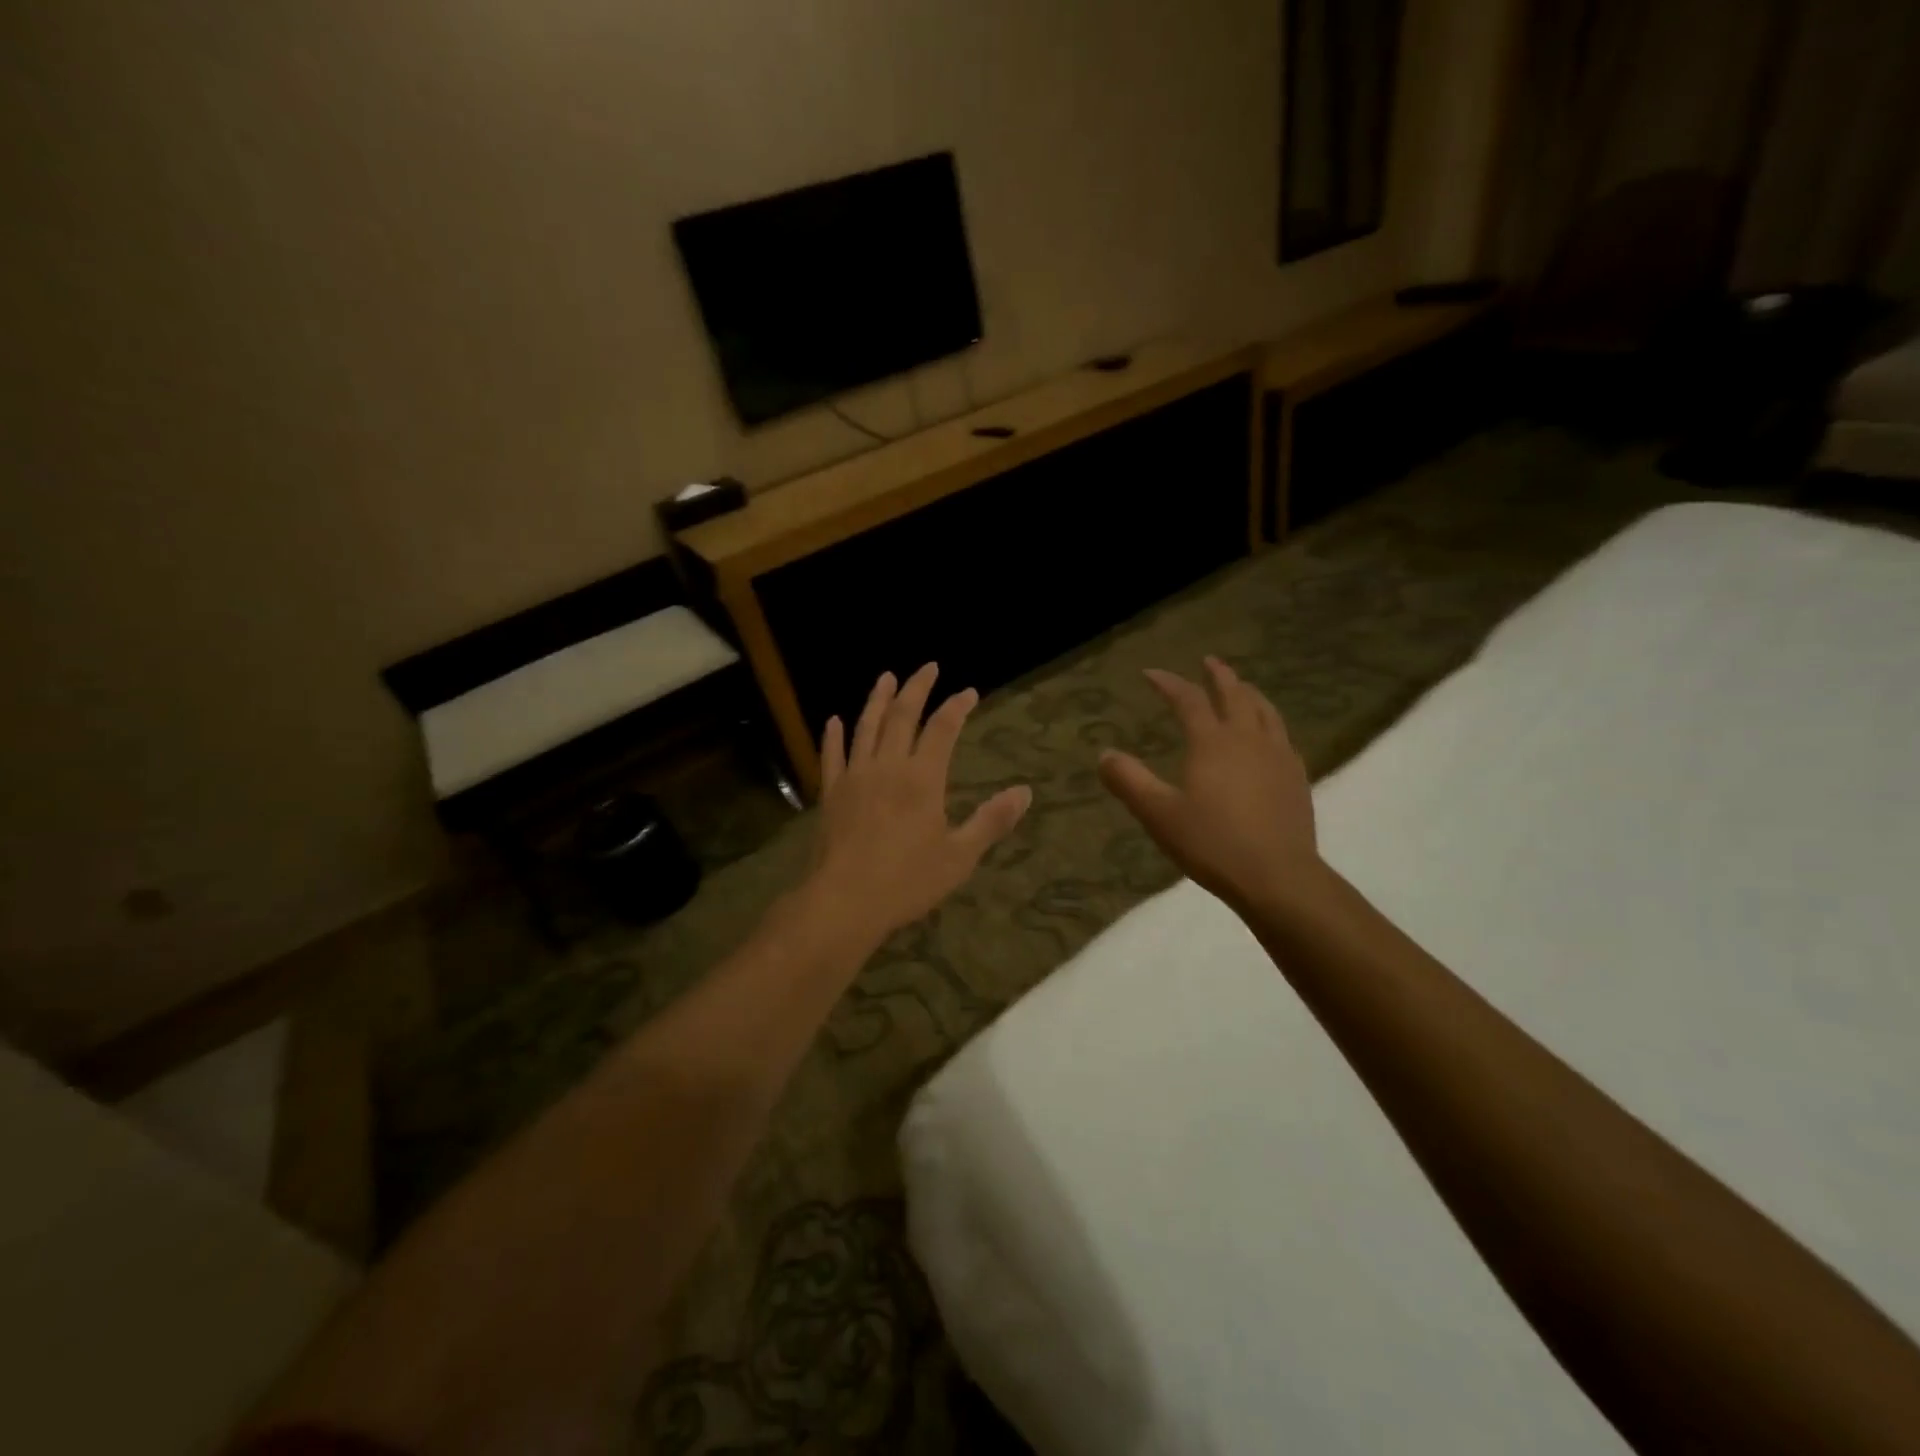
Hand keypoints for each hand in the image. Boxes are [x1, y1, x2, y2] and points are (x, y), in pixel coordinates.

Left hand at [805, 664, 1031, 945]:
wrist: (844, 901)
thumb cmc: (907, 881)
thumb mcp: (959, 856)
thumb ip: (991, 821)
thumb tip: (1025, 792)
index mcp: (922, 778)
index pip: (942, 729)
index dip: (957, 706)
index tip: (969, 692)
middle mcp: (887, 766)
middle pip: (901, 715)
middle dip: (917, 688)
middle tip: (928, 667)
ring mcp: (854, 777)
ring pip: (866, 727)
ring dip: (877, 699)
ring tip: (886, 677)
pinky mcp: (830, 793)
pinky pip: (831, 755)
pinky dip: (833, 735)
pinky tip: (834, 721)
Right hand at [1098, 656, 1321, 915]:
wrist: (1278, 877)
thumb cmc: (1212, 843)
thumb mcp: (1159, 814)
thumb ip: (1129, 781)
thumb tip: (1105, 754)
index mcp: (1212, 742)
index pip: (1188, 700)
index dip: (1168, 683)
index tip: (1151, 673)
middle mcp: (1247, 739)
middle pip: (1235, 694)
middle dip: (1219, 675)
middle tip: (1208, 661)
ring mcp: (1278, 756)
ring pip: (1265, 711)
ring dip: (1249, 693)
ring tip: (1242, 687)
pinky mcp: (1296, 778)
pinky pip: (1283, 736)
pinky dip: (1270, 722)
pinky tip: (1269, 736)